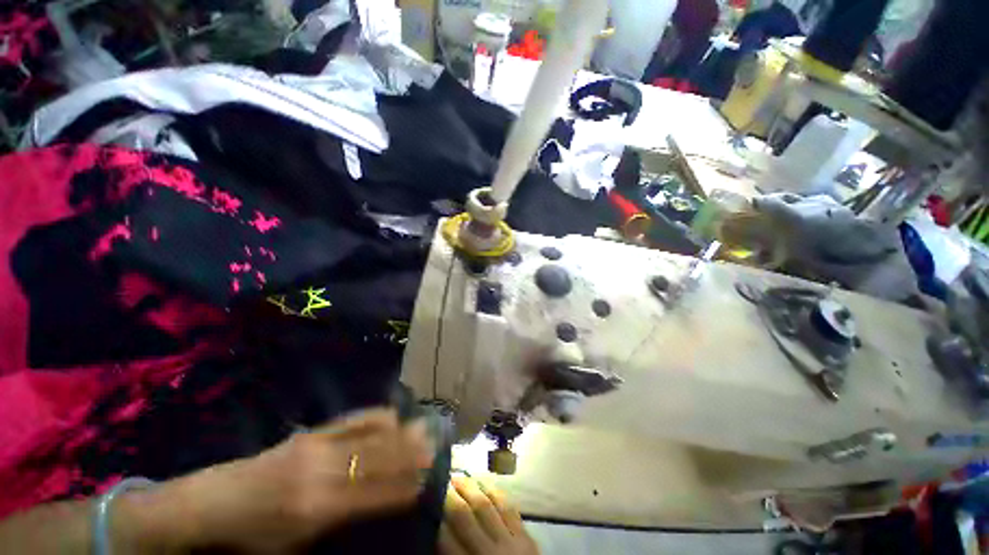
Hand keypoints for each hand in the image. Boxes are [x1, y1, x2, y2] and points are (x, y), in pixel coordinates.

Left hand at [121, 408, 434, 552]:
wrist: (209, 505)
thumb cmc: (251, 539)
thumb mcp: (293, 548)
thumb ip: (337, 526)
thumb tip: (376, 505)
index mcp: (316, 509)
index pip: (375, 493)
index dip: (405, 485)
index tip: (429, 476)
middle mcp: (321, 472)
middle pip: (376, 459)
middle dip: (410, 452)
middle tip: (436, 442)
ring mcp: (315, 447)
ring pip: (368, 436)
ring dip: (399, 432)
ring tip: (423, 425)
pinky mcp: (308, 434)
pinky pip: (350, 421)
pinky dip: (375, 417)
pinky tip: (391, 414)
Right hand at [439, 475, 539, 554]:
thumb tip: (437, 535)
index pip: (447, 541)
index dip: (437, 519)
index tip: (429, 502)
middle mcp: (489, 554)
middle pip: (466, 517)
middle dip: (452, 496)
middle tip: (442, 481)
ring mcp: (510, 542)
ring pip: (487, 505)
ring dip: (471, 487)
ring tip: (460, 476)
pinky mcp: (525, 536)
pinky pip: (508, 506)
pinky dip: (495, 491)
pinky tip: (485, 481)